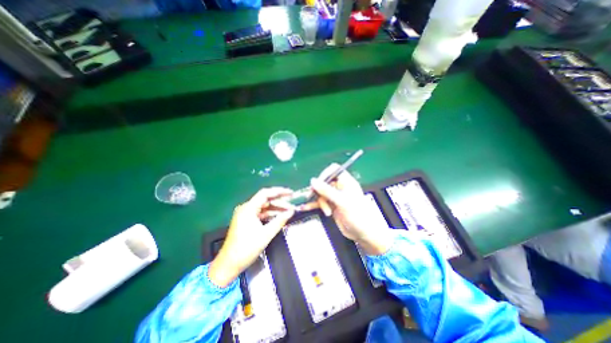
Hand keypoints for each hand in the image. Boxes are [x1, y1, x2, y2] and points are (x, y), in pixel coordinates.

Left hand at [210, 187, 295, 286]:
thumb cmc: (246, 249)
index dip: (279, 191)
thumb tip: (291, 212)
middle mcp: (246, 208)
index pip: (265, 193)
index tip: (290, 193)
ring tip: (288, 211)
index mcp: (248, 209)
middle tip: (292, 205)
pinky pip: (261, 213)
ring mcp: (245, 214)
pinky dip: (270, 214)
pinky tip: (279, 216)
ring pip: (264, 207)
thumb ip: (280, 221)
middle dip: (280, 202)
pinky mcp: (246, 220)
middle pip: (265, 200)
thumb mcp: (266, 234)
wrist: (229, 264)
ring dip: (276, 208)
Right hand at [303, 164, 393, 255]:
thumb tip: (313, 181)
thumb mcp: (342, 201)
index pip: (334, 170)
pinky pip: (320, 202)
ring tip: (325, 211)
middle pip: (325, 182)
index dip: (325, 174)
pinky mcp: (332, 206)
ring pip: (321, 193)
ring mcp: (336, 197)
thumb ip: (326, 190)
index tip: (317, 183)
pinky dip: (314, 205)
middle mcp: (340, 188)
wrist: (363, 234)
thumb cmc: (357, 215)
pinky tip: (306, 207)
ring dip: (319, 201)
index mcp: (346, 182)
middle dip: (319, 190)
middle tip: (313, 197)